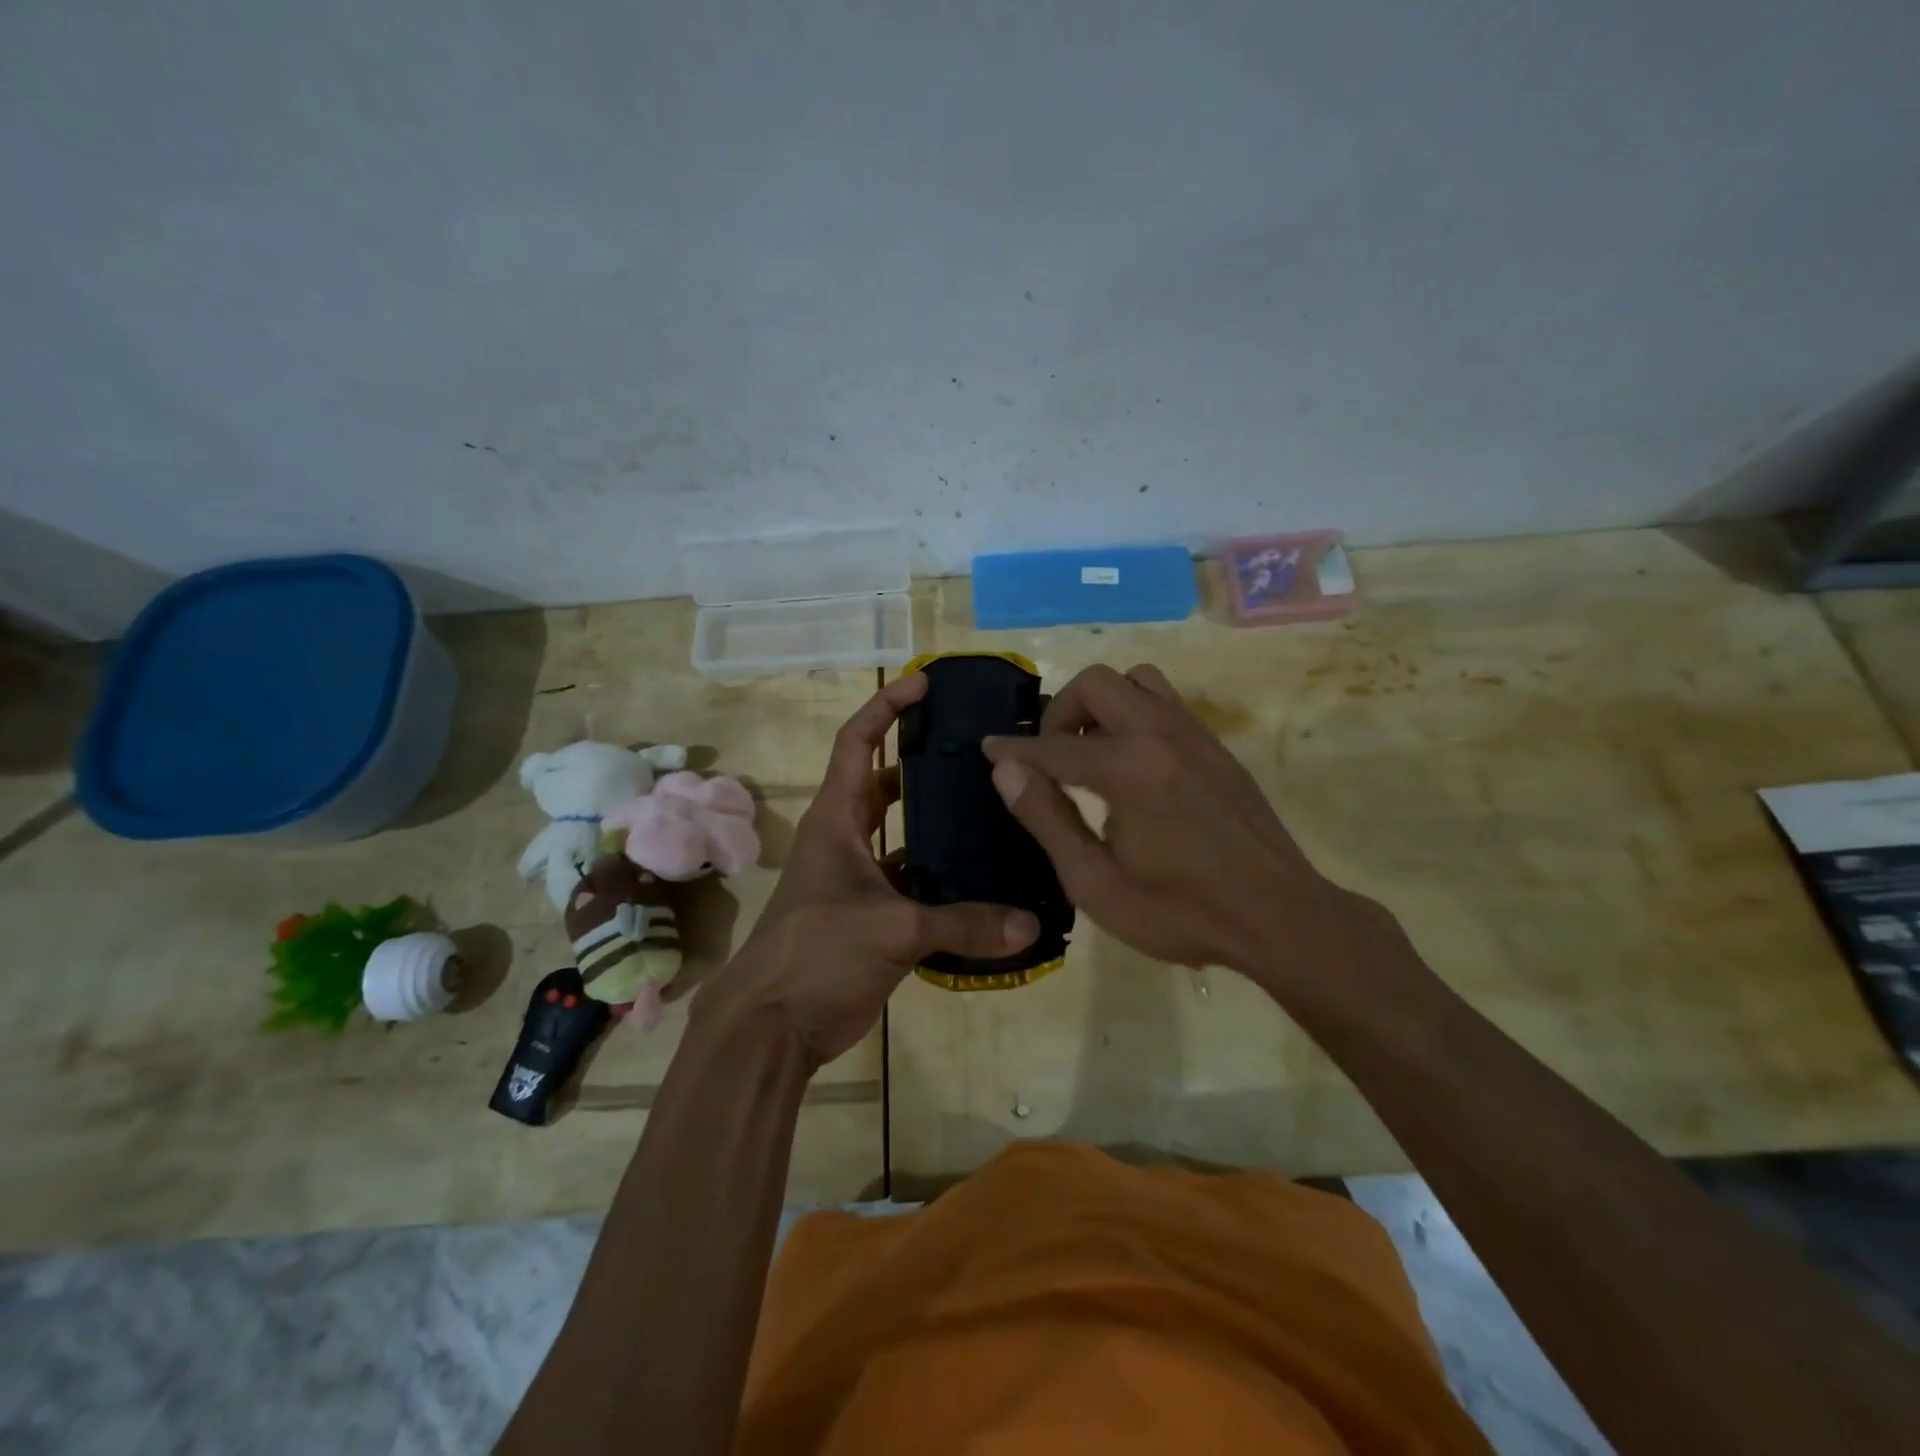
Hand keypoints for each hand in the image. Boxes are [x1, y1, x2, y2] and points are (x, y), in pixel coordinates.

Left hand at [698, 673, 1039, 1067]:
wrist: (772, 1026)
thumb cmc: (817, 953)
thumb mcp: (892, 930)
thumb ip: (963, 923)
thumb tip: (1030, 924)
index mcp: (837, 820)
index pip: (857, 743)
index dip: (887, 708)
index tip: (924, 684)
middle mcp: (846, 840)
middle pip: (886, 785)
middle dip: (924, 763)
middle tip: (978, 753)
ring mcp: (858, 879)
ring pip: (903, 837)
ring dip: (938, 827)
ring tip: (993, 812)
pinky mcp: (871, 917)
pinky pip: (913, 885)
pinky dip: (942, 882)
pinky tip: (984, 883)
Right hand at [983, 663, 1360, 983]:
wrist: (1280, 918)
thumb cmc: (1181, 912)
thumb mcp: (1097, 883)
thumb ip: (1048, 820)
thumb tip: (1007, 771)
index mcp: (1129, 768)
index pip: (1053, 746)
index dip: (1014, 749)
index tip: (988, 748)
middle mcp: (1161, 734)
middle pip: (1096, 684)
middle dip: (1060, 713)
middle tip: (1050, 759)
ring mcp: (1195, 734)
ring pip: (1136, 681)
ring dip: (1102, 705)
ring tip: (1092, 753)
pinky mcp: (1216, 746)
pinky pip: (1165, 702)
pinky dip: (1134, 714)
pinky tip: (1133, 764)